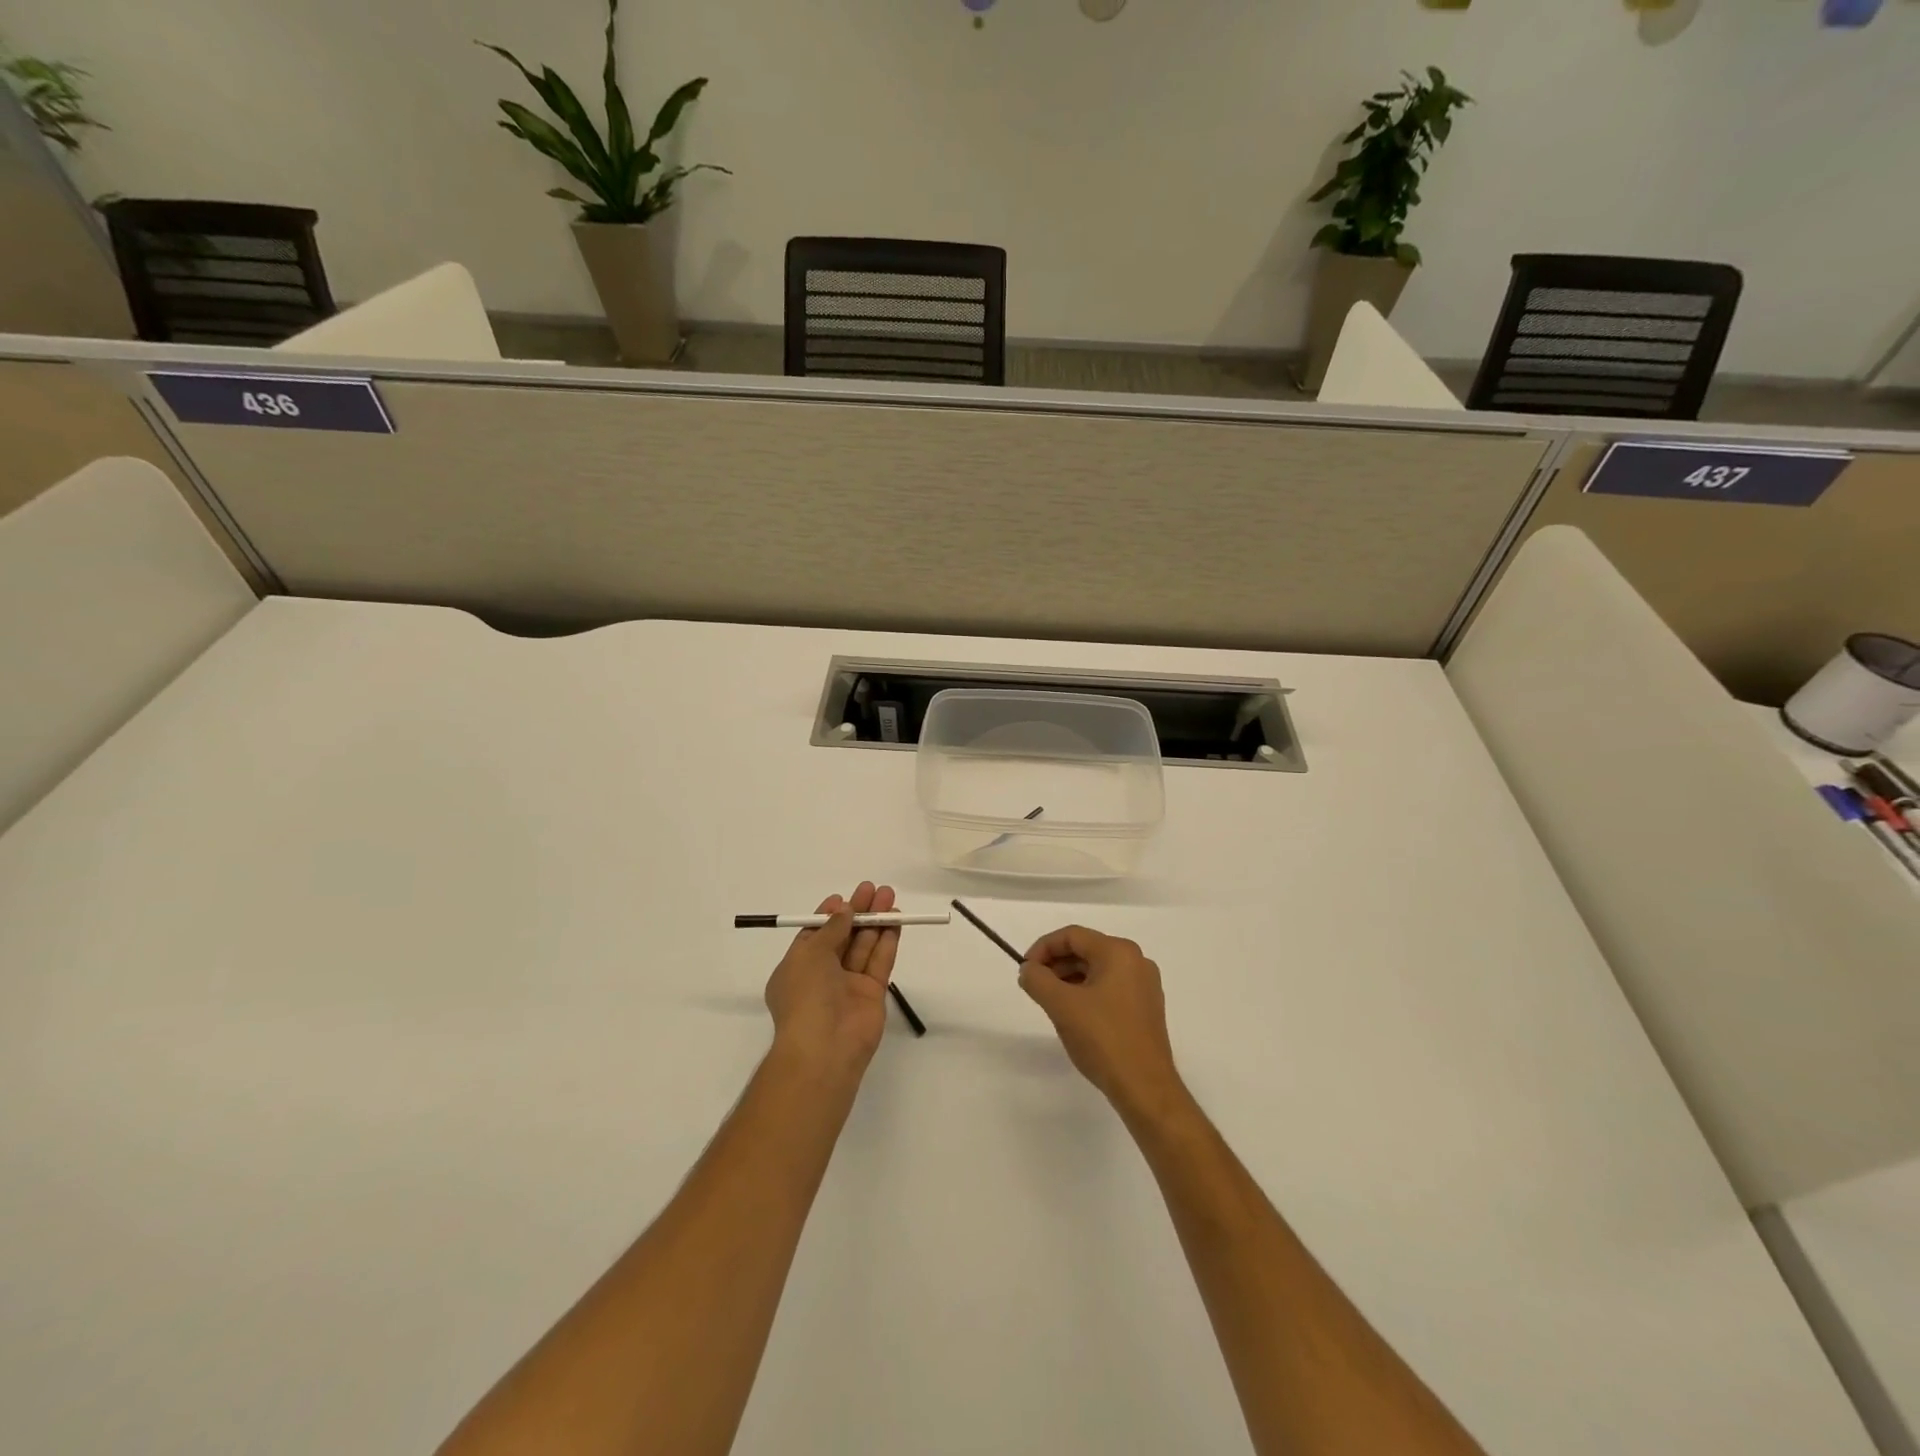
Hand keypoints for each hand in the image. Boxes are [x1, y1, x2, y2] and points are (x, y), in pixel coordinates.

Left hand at [764, 882, 900, 1080]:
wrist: (824, 1047)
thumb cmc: (806, 996)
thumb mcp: (810, 954)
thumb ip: (831, 929)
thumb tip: (844, 909)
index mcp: (798, 967)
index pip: (815, 934)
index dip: (830, 915)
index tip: (844, 898)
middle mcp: (822, 975)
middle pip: (844, 936)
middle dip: (858, 912)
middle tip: (874, 889)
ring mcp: (849, 985)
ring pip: (864, 946)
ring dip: (876, 921)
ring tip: (889, 896)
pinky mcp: (872, 994)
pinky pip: (880, 962)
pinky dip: (887, 941)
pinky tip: (895, 920)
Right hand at [1019, 925, 1185, 1118]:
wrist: (1145, 1087)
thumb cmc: (1103, 1039)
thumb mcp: (1061, 1006)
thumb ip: (1037, 980)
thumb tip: (1028, 969)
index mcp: (1119, 952)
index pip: (1072, 936)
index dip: (1043, 948)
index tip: (1025, 970)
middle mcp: (1136, 961)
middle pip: (1086, 950)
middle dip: (1056, 964)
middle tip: (1035, 986)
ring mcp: (1144, 985)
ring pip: (1097, 970)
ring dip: (1070, 979)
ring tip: (1051, 1002)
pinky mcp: (1146, 1008)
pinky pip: (1110, 988)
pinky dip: (1088, 993)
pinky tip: (1075, 1016)